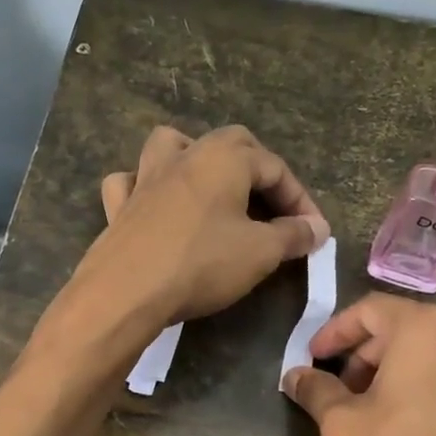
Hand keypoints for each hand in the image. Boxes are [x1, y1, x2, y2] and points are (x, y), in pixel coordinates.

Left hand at [49, 126, 329, 353]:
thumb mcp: (260, 252)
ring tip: (211, 186)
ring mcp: (145, 177)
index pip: (275, 167)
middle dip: (256, 168)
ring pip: (171, 146)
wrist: (126, 291)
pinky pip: (131, 182)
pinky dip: (145, 187)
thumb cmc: (201, 264)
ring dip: (196, 159)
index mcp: (224, 157)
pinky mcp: (119, 205)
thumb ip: (292, 235)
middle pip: (229, 144)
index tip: (313, 233)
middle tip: (272, 205)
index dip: (300, 199)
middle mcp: (184, 155)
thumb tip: (317, 228)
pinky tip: (153, 204)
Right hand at [283, 295, 435, 435]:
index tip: (315, 358)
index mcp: (428, 330)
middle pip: (411, 331)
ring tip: (391, 418)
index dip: (336, 331)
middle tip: (348, 393)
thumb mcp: (345, 429)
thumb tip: (295, 375)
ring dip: (412, 377)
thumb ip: (317, 392)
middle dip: (372, 357)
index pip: (371, 309)